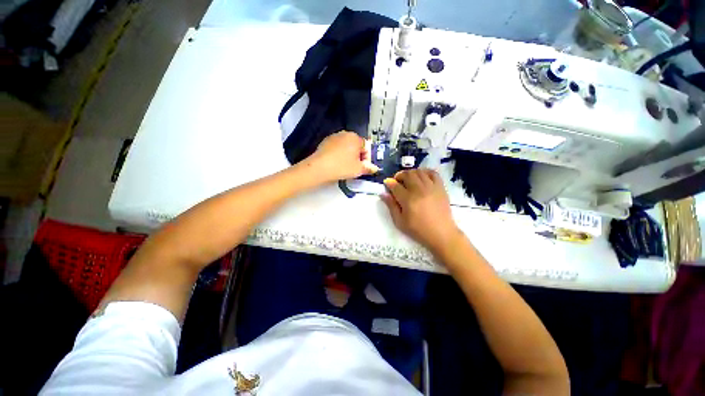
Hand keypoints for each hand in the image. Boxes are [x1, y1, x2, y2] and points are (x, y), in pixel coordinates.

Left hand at [306, 131, 378, 181]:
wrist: (320, 167)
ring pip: (346, 146)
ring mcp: (334, 137)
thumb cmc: (342, 167)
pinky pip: (336, 148)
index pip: (366, 147)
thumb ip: (369, 168)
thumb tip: (373, 168)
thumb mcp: (359, 170)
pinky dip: (339, 154)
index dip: (367, 158)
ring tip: (345, 166)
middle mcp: (345, 134)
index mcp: (355, 138)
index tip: (364, 167)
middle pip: (356, 145)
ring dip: (348, 155)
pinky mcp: (325, 142)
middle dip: (357, 156)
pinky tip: (336, 163)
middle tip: (356, 167)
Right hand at [382, 169, 461, 255]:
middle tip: (397, 182)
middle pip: (407, 175)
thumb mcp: (400, 222)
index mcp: (408, 200)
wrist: (441, 233)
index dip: (389, 182)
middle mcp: (419, 190)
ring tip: (408, 179)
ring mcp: (431, 187)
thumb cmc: (418, 230)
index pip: (395, 186)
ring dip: (410, 173)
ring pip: (418, 172)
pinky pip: (433, 173)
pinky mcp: (440, 187)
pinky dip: (425, 172)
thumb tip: (383, 194)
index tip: (387, 183)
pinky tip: (421, 177)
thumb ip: (391, 206)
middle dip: (399, 175)